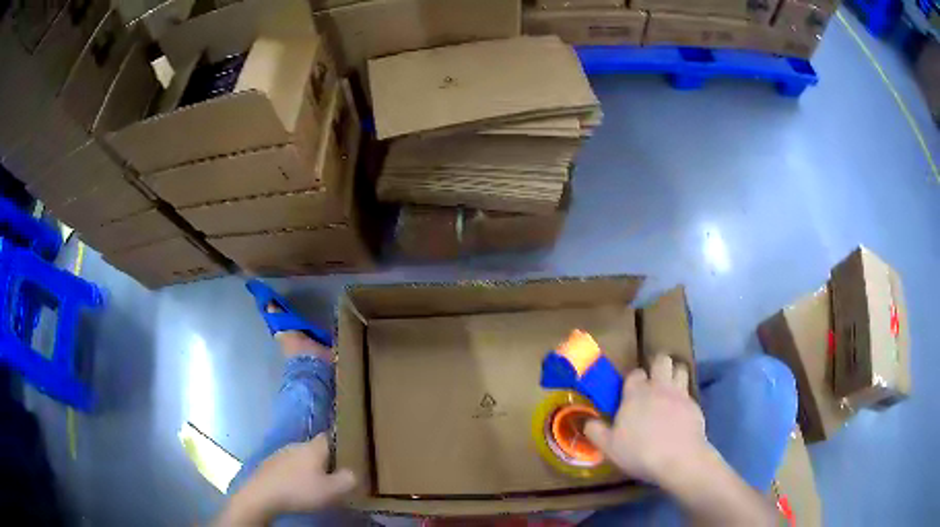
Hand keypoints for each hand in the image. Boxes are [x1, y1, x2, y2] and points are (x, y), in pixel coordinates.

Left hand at [220, 434, 355, 523]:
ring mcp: (279, 453)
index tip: (346, 455)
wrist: (262, 495)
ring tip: (314, 483)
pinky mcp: (268, 464)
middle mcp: (296, 445)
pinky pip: (287, 466)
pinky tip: (295, 487)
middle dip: (323, 460)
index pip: (329, 437)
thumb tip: (353, 473)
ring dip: (307, 467)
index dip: (338, 444)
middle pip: (314, 448)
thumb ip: (348, 480)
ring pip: (299, 457)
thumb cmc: (299, 491)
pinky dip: (293, 474)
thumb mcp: (332, 491)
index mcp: (313, 448)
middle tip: (333, 475)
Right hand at [585, 354, 710, 485]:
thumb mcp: (608, 447)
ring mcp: (680, 394)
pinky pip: (689, 393)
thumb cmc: (639, 451)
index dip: (633, 379)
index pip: (635, 373)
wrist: (679, 459)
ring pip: (680, 369)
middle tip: (653, 380)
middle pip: (662, 360)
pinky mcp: (695, 405)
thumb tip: (586, 421)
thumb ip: (595, 431)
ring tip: (669, 389)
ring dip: (674, 374)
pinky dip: (684, 398)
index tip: (629, 391)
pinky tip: (680, 414)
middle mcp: (659, 387)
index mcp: (636, 393)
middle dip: (658, 365)